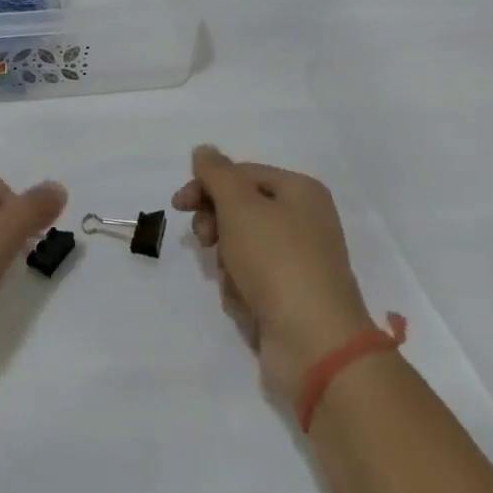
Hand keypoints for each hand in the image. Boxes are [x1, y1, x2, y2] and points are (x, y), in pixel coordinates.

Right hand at [173, 146, 375, 404]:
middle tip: (206, 241)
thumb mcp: (240, 206)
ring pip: (242, 246)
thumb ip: (217, 174)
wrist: (314, 342)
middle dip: (217, 225)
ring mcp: (299, 260)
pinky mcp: (291, 295)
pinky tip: (245, 303)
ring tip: (235, 279)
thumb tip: (204, 150)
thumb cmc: (277, 262)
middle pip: (242, 209)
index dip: (207, 185)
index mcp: (300, 191)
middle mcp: (304, 220)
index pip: (243, 174)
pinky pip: (252, 279)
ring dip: (228, 260)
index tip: (178, 206)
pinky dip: (241, 287)